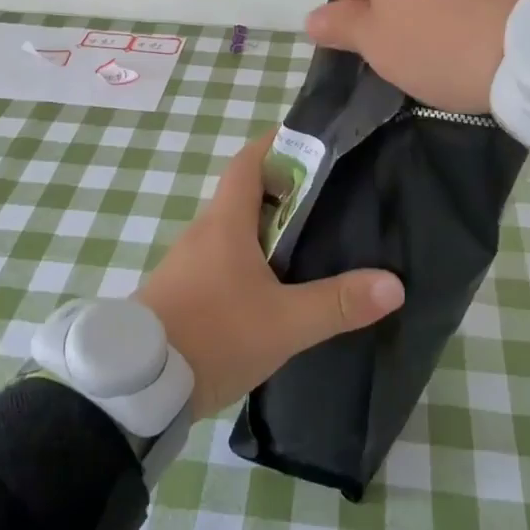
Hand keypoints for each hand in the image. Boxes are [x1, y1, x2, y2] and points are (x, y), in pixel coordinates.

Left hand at [135, 130, 403, 418]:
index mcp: (225, 222)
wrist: (136, 387)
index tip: (312, 142)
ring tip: (310, 241)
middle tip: (329, 199)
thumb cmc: (213, 336)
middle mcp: (203, 232)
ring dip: (267, 228)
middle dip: (284, 190)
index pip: (249, 161)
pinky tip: (273, 285)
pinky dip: (249, 257)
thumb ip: (337, 303)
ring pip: (233, 229)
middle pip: (245, 194)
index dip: (277, 144)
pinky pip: (221, 258)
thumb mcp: (284, 323)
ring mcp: (188, 261)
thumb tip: (393, 284)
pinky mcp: (181, 289)